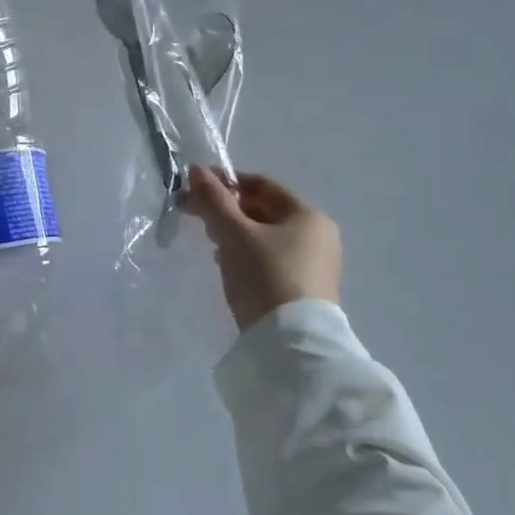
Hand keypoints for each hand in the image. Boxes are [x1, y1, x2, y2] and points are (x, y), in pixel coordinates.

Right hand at [187, 166, 342, 332]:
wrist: (291, 344)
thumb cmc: (264, 276)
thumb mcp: (234, 234)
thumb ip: (214, 200)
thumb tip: (196, 170)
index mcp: (308, 215)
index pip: (262, 185)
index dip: (227, 182)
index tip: (195, 188)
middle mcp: (318, 236)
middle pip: (264, 211)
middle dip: (228, 210)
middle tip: (198, 218)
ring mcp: (314, 265)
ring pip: (266, 237)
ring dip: (235, 234)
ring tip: (211, 245)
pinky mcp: (305, 290)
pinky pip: (271, 260)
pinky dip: (248, 255)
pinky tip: (228, 267)